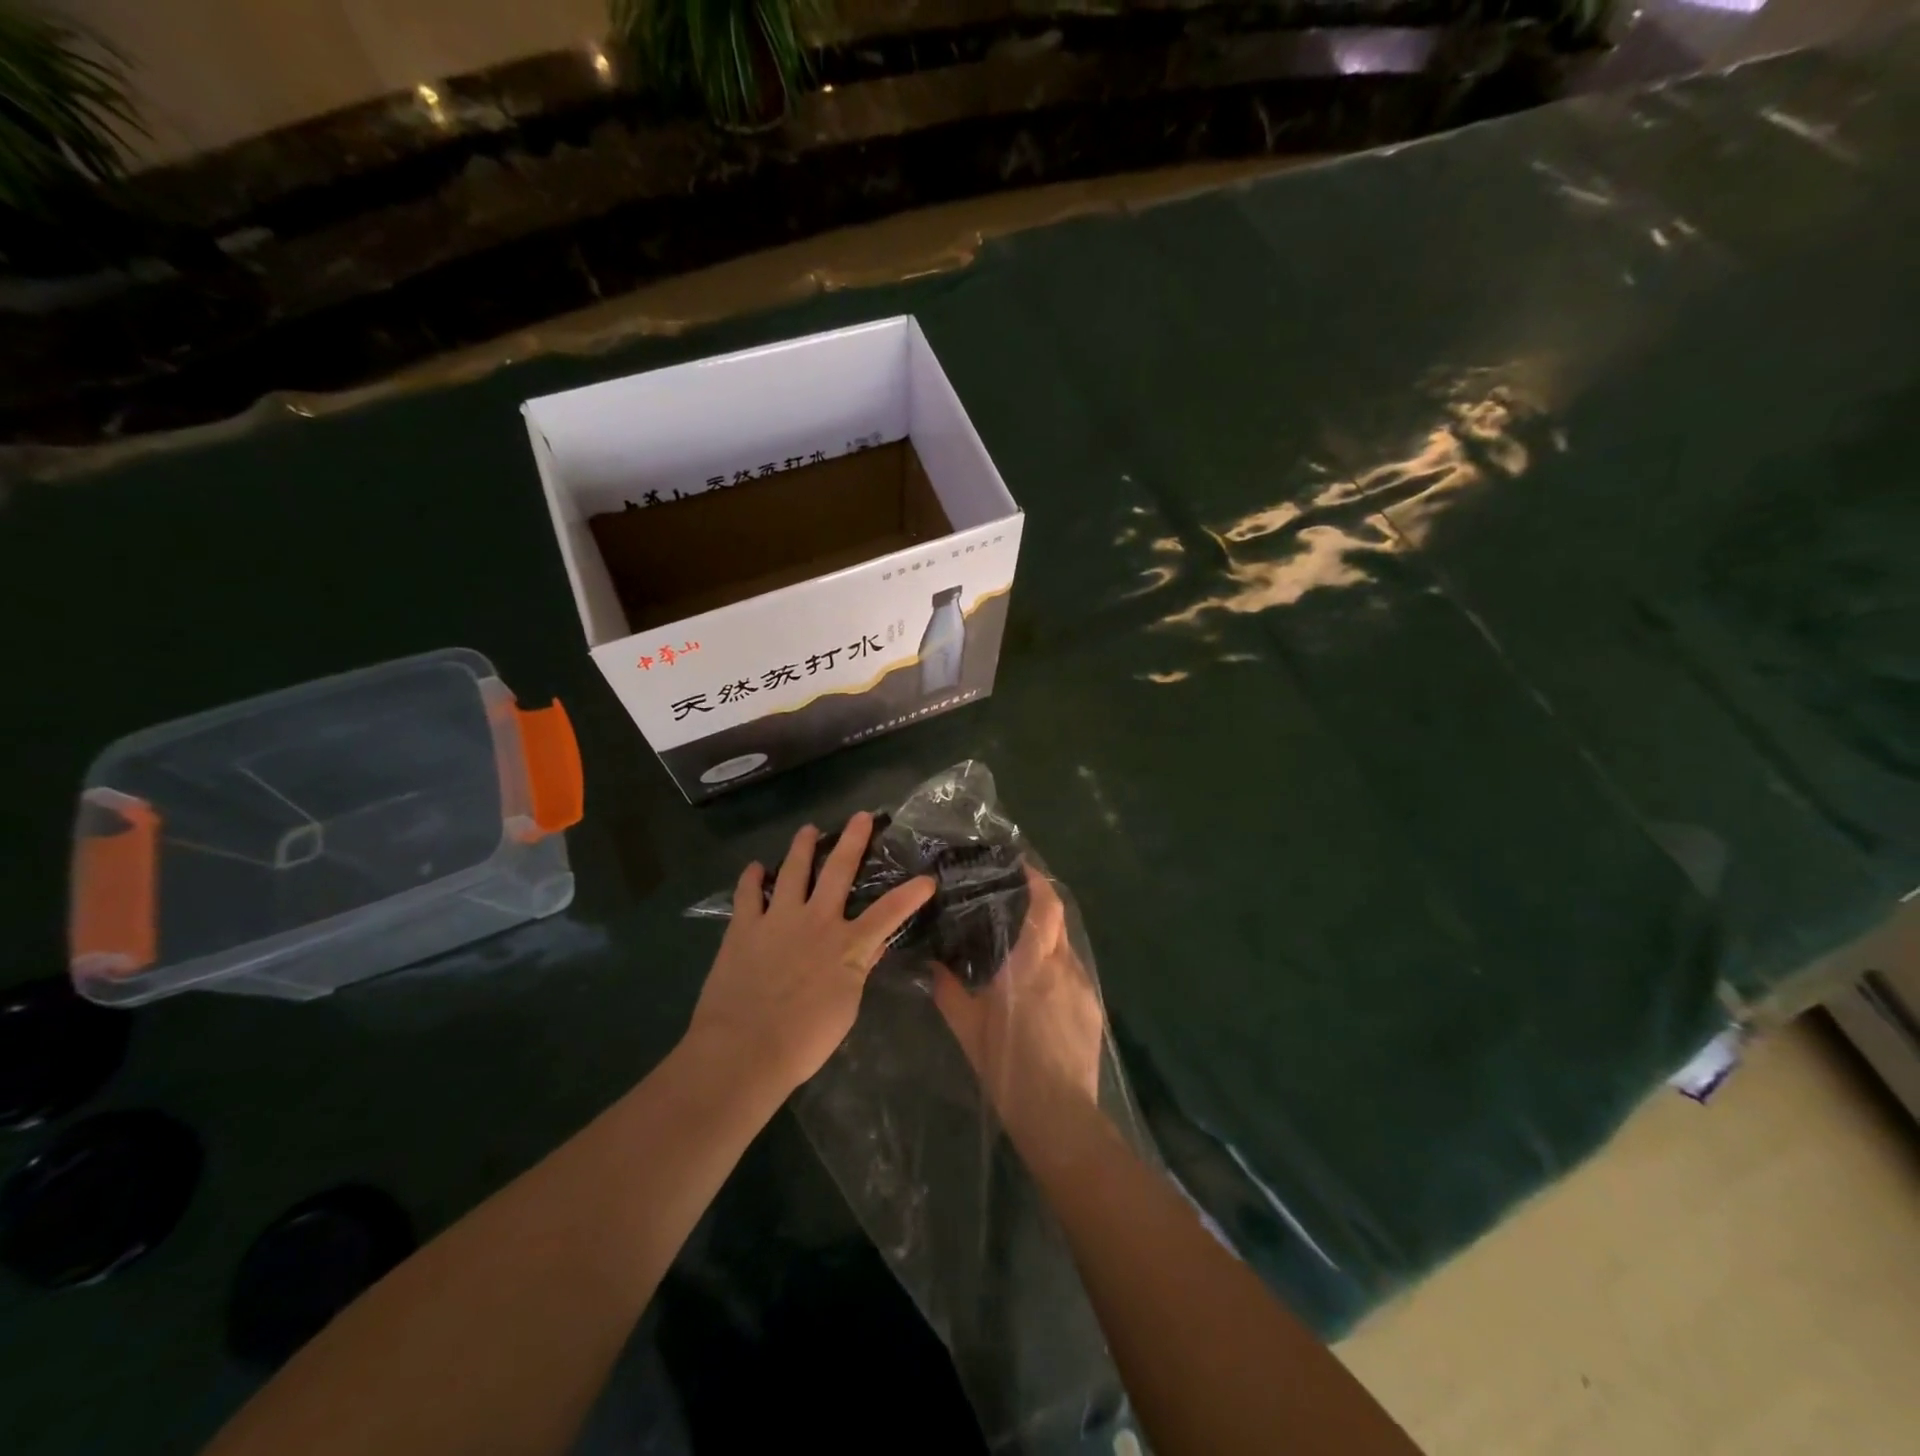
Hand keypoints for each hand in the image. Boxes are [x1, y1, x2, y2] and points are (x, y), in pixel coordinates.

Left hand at [687, 812, 934, 1095]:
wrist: (744, 1049)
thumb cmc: (804, 1040)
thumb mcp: (846, 1008)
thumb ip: (859, 970)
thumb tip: (874, 946)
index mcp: (847, 945)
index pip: (889, 913)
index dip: (911, 895)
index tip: (927, 879)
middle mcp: (816, 921)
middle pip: (839, 871)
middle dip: (853, 841)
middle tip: (861, 816)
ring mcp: (778, 919)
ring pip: (793, 870)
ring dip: (803, 847)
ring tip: (808, 829)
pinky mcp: (744, 927)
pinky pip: (748, 894)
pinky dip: (752, 878)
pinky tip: (755, 868)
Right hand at [932, 866, 1106, 1149]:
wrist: (1058, 1115)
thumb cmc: (1007, 1064)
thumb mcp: (967, 1027)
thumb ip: (947, 990)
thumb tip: (932, 965)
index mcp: (1032, 963)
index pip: (1046, 906)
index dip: (1037, 881)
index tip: (1020, 866)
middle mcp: (1063, 966)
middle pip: (1059, 919)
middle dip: (1041, 903)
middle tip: (1012, 899)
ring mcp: (1082, 987)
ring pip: (1066, 946)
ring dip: (1048, 937)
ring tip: (1021, 943)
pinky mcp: (1092, 1008)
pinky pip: (1073, 973)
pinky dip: (1056, 966)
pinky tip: (1039, 986)